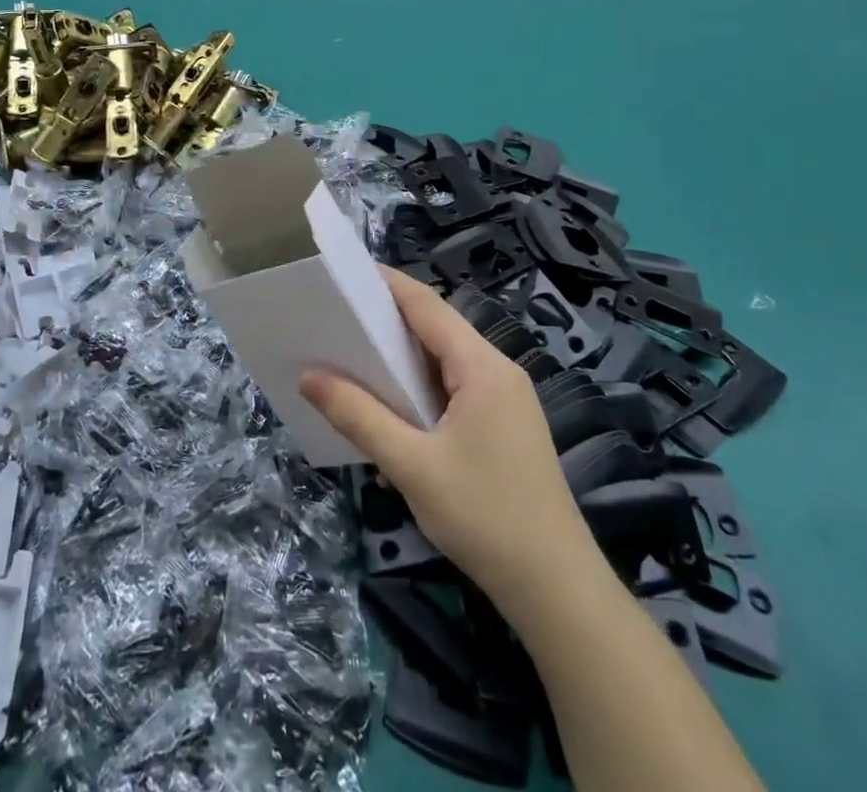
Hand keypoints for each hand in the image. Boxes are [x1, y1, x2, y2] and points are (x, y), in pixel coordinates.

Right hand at [301, 268, 589, 612]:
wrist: (558, 592)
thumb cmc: (485, 517)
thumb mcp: (412, 466)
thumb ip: (359, 416)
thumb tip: (309, 377)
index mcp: (482, 367)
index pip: (427, 305)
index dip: (386, 283)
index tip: (343, 273)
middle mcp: (499, 371)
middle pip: (437, 328)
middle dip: (387, 319)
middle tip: (337, 318)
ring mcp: (507, 400)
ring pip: (446, 360)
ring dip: (403, 357)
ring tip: (353, 357)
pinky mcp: (506, 426)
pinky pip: (456, 387)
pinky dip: (421, 386)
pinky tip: (393, 408)